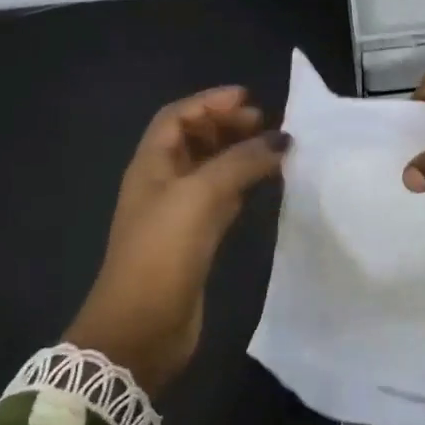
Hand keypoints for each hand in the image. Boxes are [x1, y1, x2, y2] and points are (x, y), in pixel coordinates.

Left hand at [67, 87, 289, 393]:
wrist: (143, 325)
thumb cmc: (163, 252)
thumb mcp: (200, 196)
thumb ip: (241, 162)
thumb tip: (282, 139)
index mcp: (151, 165)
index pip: (178, 118)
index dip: (210, 103)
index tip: (250, 98)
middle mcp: (162, 184)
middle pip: (194, 141)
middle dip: (227, 126)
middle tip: (267, 124)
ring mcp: (177, 214)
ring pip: (210, 171)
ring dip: (237, 155)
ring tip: (273, 149)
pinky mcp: (194, 241)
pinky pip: (221, 200)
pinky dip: (242, 186)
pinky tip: (264, 185)